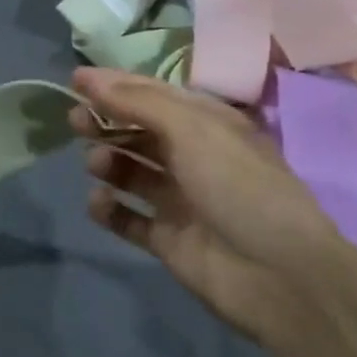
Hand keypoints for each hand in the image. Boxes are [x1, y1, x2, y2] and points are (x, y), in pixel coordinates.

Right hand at [69, 66, 356, 340]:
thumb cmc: (240, 186)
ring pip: (130, 172)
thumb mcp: (193, 129)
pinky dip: (110, 209)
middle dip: (105, 122)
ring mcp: (180, 200)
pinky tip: (100, 203)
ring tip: (98, 165)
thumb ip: (137, 102)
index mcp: (207, 125)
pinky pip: (128, 219)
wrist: (281, 277)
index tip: (74, 81)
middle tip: (76, 122)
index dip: (114, 85)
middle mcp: (193, 157)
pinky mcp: (169, 239)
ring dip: (108, 162)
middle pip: (137, 132)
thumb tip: (89, 79)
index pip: (152, 94)